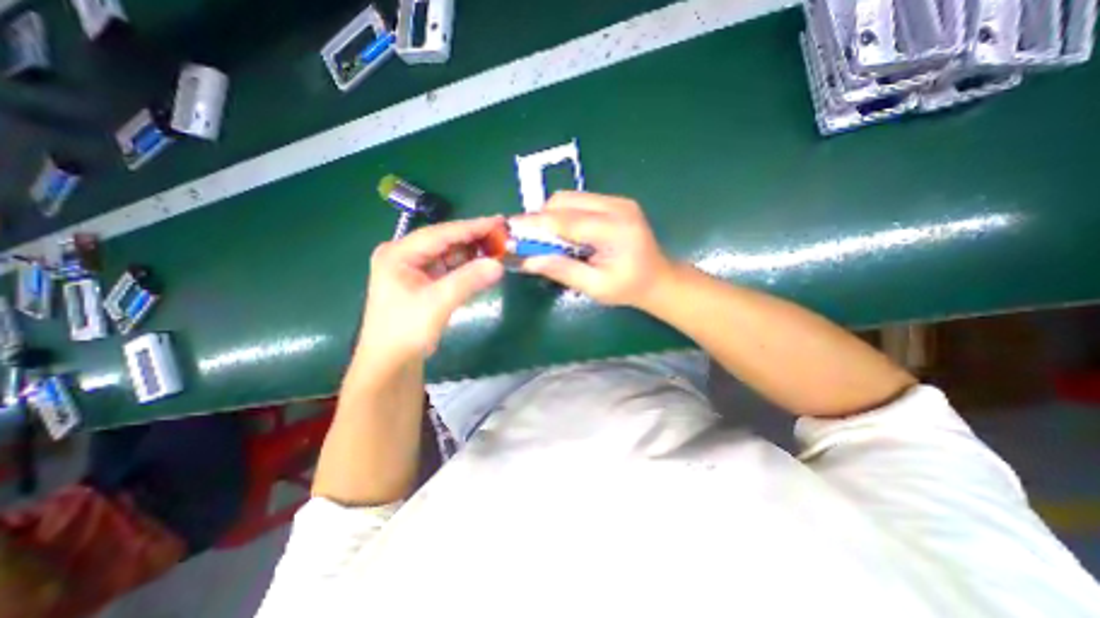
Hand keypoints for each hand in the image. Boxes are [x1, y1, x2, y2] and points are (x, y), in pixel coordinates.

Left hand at [361, 218, 507, 361]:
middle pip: (444, 240)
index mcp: (398, 253)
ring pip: (448, 252)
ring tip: (497, 246)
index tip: (498, 222)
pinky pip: (448, 267)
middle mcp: (404, 254)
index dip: (471, 227)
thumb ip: (468, 280)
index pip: (441, 233)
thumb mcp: (437, 303)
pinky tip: (482, 263)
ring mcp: (413, 268)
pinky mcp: (422, 281)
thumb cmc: (406, 331)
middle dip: (473, 238)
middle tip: (502, 234)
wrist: (390, 362)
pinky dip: (466, 265)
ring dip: (471, 251)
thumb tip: (499, 264)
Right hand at [521, 190, 674, 308]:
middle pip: (565, 201)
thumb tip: (527, 261)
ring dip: (552, 216)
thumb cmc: (629, 288)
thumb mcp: (596, 287)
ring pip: (570, 198)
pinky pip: (579, 201)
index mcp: (616, 230)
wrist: (658, 278)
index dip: (535, 224)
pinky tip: (565, 234)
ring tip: (547, 240)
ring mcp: (618, 201)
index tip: (510, 228)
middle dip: (541, 219)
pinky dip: (564, 215)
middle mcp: (617, 207)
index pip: (566, 221)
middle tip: (528, 241)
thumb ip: (562, 270)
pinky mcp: (615, 202)